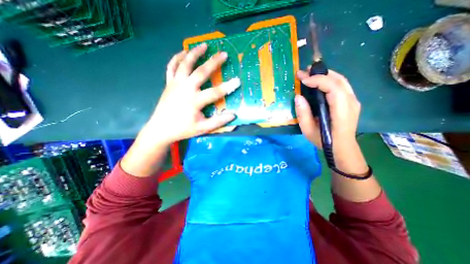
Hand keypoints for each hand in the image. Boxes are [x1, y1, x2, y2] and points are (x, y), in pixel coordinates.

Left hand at [119, 44, 239, 177]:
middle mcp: (185, 89)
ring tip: (204, 45)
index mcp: (194, 101)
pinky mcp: (168, 83)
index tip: (238, 81)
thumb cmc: (183, 129)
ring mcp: (175, 84)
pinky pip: (171, 66)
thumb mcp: (202, 128)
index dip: (228, 87)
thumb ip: (218, 122)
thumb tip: (233, 115)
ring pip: (185, 64)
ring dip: (195, 53)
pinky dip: (177, 57)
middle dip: (214, 62)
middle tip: (224, 54)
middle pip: (201, 72)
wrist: (160, 129)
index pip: (215, 92)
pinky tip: (183, 52)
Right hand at [295, 70, 360, 150]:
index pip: (333, 88)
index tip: (303, 79)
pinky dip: (329, 80)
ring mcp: (353, 101)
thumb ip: (303, 114)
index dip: (318, 80)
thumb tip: (298, 96)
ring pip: (341, 80)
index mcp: (341, 111)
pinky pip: (341, 85)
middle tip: (304, 72)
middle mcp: (351, 103)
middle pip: (339, 80)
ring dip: (325, 74)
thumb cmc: (324, 141)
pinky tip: (319, 81)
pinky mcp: (351, 101)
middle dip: (320, 73)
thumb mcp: (308, 130)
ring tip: (310, 73)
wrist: (341, 147)